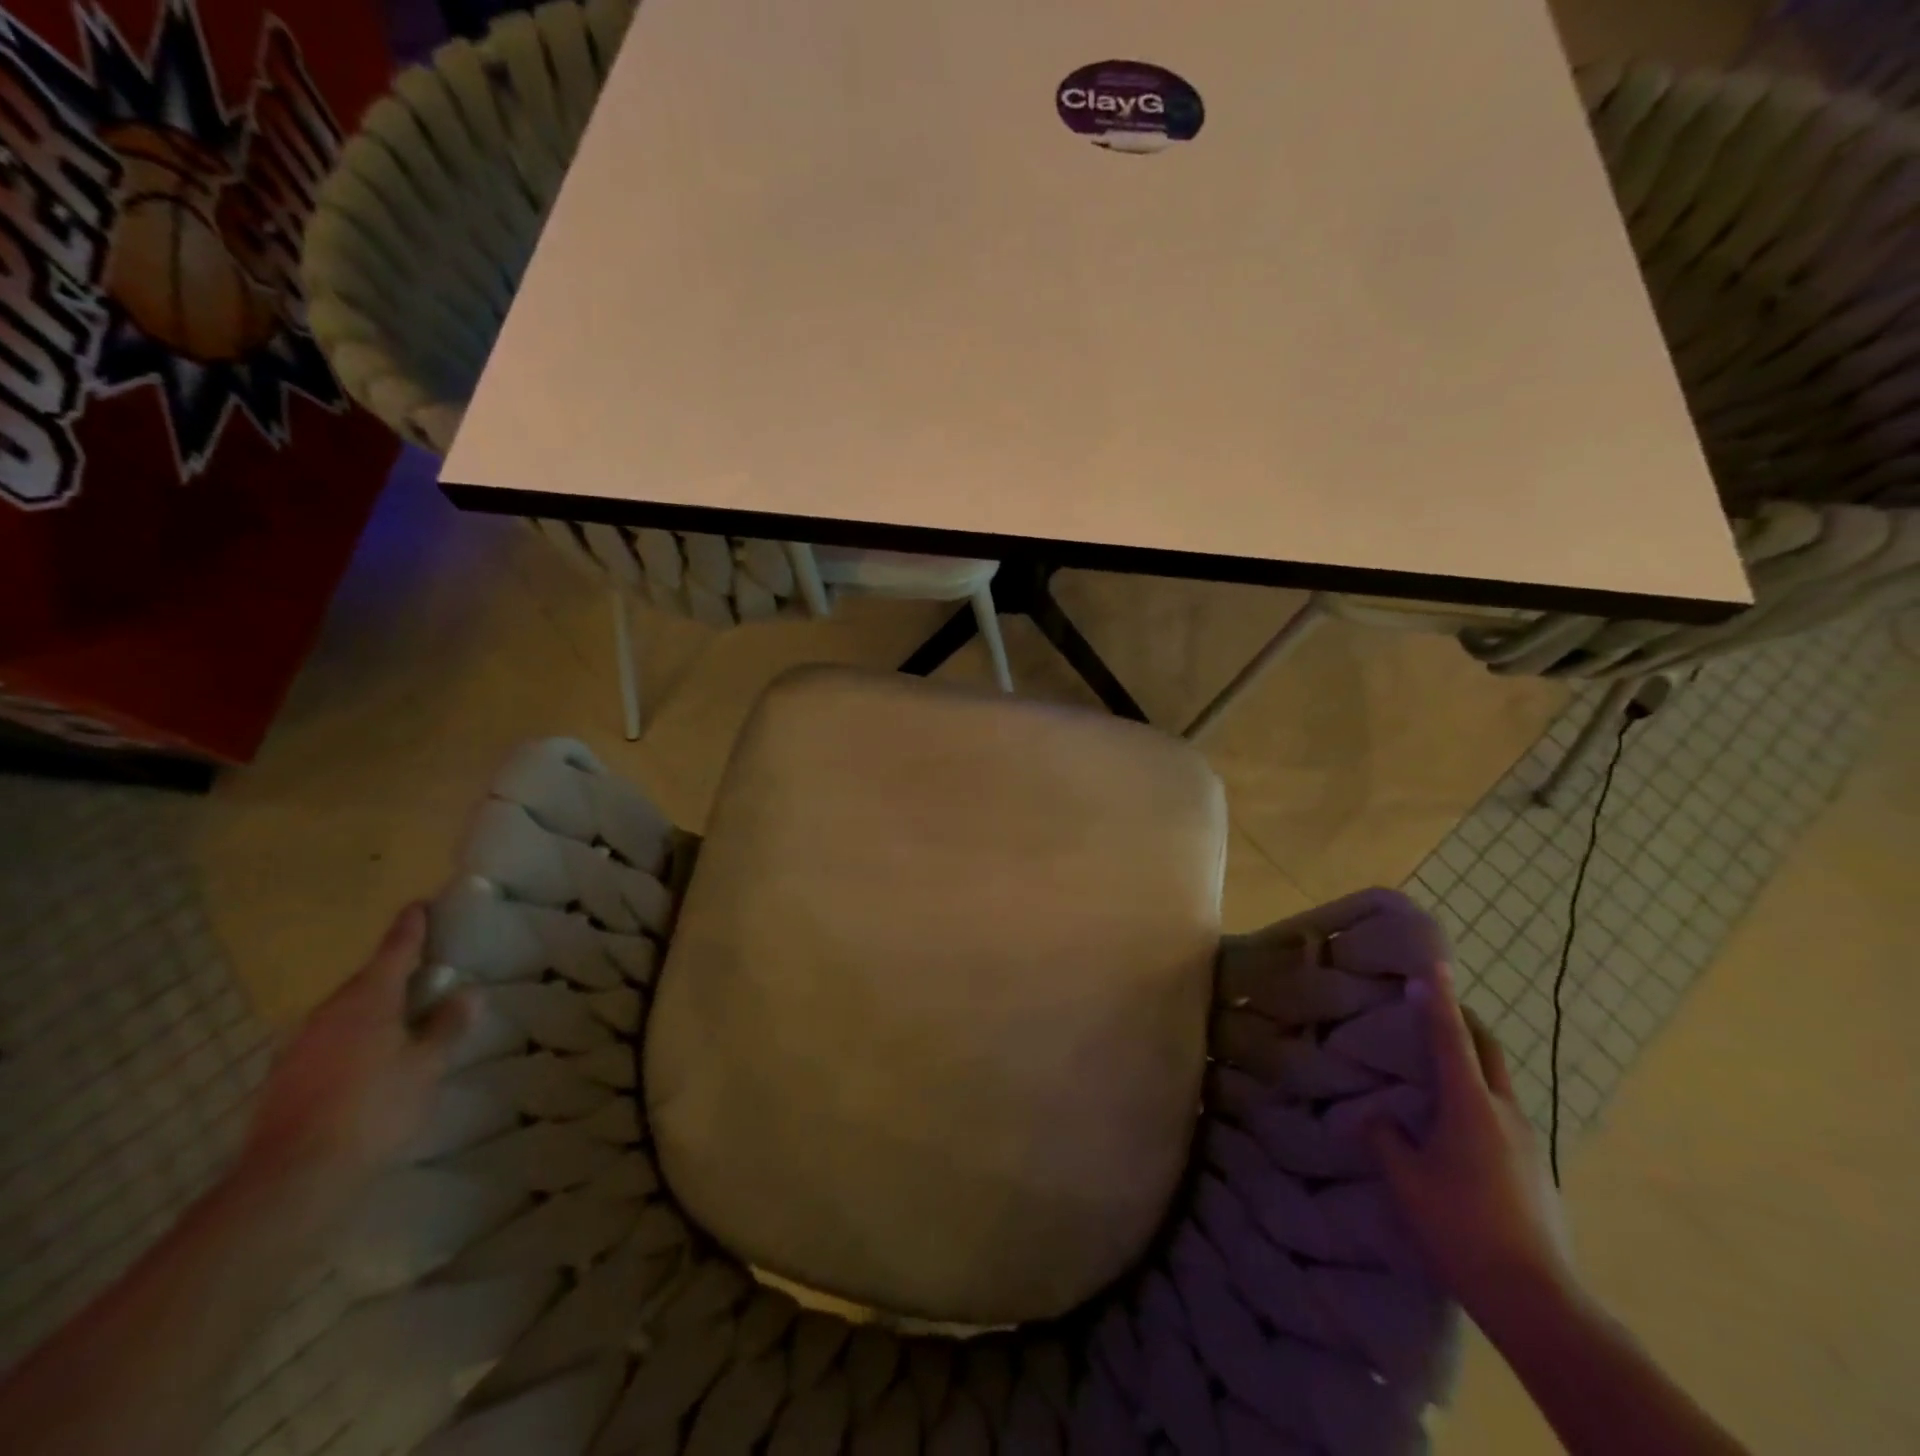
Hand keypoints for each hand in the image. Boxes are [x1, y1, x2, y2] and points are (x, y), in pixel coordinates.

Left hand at [241, 904, 473, 1216]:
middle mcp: (328, 1013)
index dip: (410, 928)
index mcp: (368, 1000)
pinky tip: (367, 1059)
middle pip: (366, 981)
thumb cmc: (374, 1108)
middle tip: (424, 970)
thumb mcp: (426, 1066)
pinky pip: (328, 1041)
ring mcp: (300, 1045)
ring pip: (344, 1012)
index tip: (419, 905)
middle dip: (393, 972)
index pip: (394, 951)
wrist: (291, 1178)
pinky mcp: (284, 1078)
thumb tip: (467, 993)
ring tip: (400, 1017)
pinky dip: (352, 1038)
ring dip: (372, 1008)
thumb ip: (446, 1026)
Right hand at [1369, 964, 1576, 1328]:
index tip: (1433, 964)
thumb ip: (1386, 1138)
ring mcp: (1528, 1142)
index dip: (1438, 999)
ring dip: (1471, 1063)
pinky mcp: (1537, 1169)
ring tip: (1437, 1070)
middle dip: (1464, 1022)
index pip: (1451, 1038)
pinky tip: (1457, 1130)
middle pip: (1488, 1051)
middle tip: (1437, 1005)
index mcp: (1470, 1105)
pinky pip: (1502, 1116)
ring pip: (1497, 1084)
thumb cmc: (1460, 1226)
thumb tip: (1377, 1116)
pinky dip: (1478, 1100)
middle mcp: (1505, 1112)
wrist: (1537, 1299)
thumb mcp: (1406, 1180)